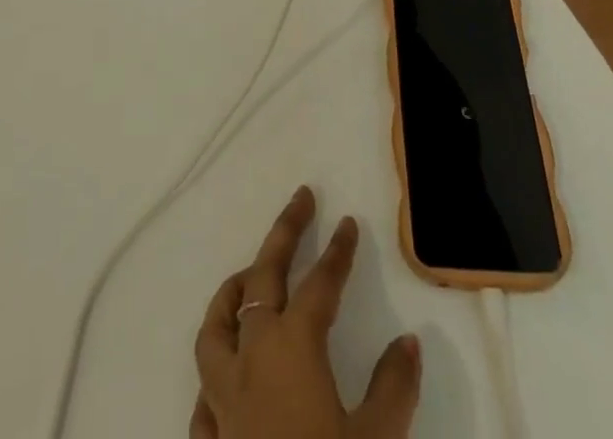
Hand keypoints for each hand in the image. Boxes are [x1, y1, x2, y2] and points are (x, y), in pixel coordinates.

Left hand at [191, 186, 420, 438]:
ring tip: (248, 276)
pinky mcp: (209, 436)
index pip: (320, 284)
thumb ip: (392, 389)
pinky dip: (216, 368)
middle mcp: (252, 358)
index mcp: (293, 348)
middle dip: (284, 233)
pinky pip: (203, 388)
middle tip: (301, 199)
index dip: (337, 252)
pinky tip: (226, 373)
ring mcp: (223, 397)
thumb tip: (409, 343)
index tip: (348, 223)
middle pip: (263, 278)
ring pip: (216, 326)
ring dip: (233, 293)